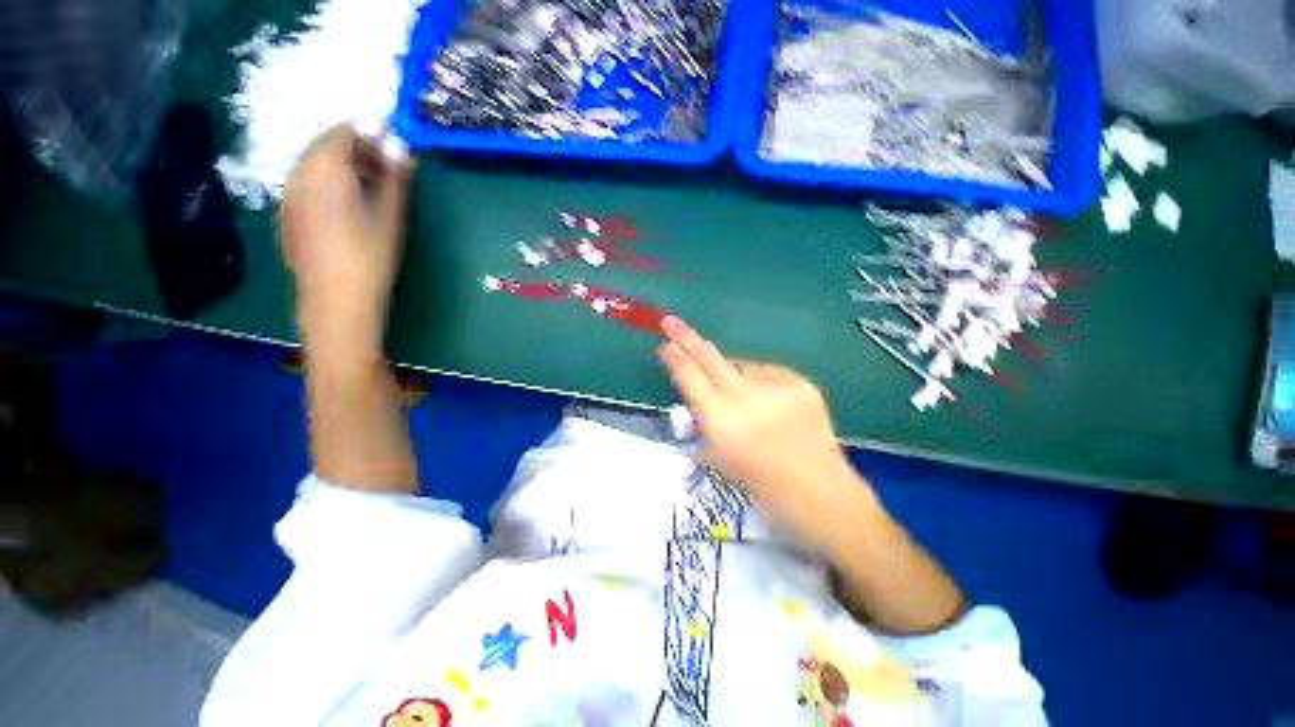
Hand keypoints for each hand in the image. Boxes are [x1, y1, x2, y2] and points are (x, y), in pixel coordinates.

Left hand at [280, 124, 414, 357]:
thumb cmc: (369, 259)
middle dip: (355, 148)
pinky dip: (328, 182)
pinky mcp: (289, 216)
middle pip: (324, 146)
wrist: (336, 302)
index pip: (344, 133)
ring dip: (341, 165)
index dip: (369, 132)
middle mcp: (299, 176)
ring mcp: (289, 197)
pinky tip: (348, 203)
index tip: (391, 140)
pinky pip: (307, 184)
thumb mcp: (390, 218)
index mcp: (324, 171)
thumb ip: (394, 179)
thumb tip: (401, 149)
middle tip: (385, 163)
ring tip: (371, 183)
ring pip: (314, 165)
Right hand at [657, 316, 867, 549]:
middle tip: (671, 321)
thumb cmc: (763, 487)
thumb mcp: (720, 460)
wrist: (821, 494)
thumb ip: (703, 425)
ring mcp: (777, 387)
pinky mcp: (801, 384)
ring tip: (742, 400)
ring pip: (740, 366)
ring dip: (730, 374)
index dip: (675, 358)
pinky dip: (758, 383)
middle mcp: (747, 399)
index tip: (664, 345)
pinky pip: (766, 373)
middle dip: (687, 337)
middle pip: (710, 358)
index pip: (690, 378)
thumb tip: (693, 400)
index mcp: (722, 423)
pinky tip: (767, 403)